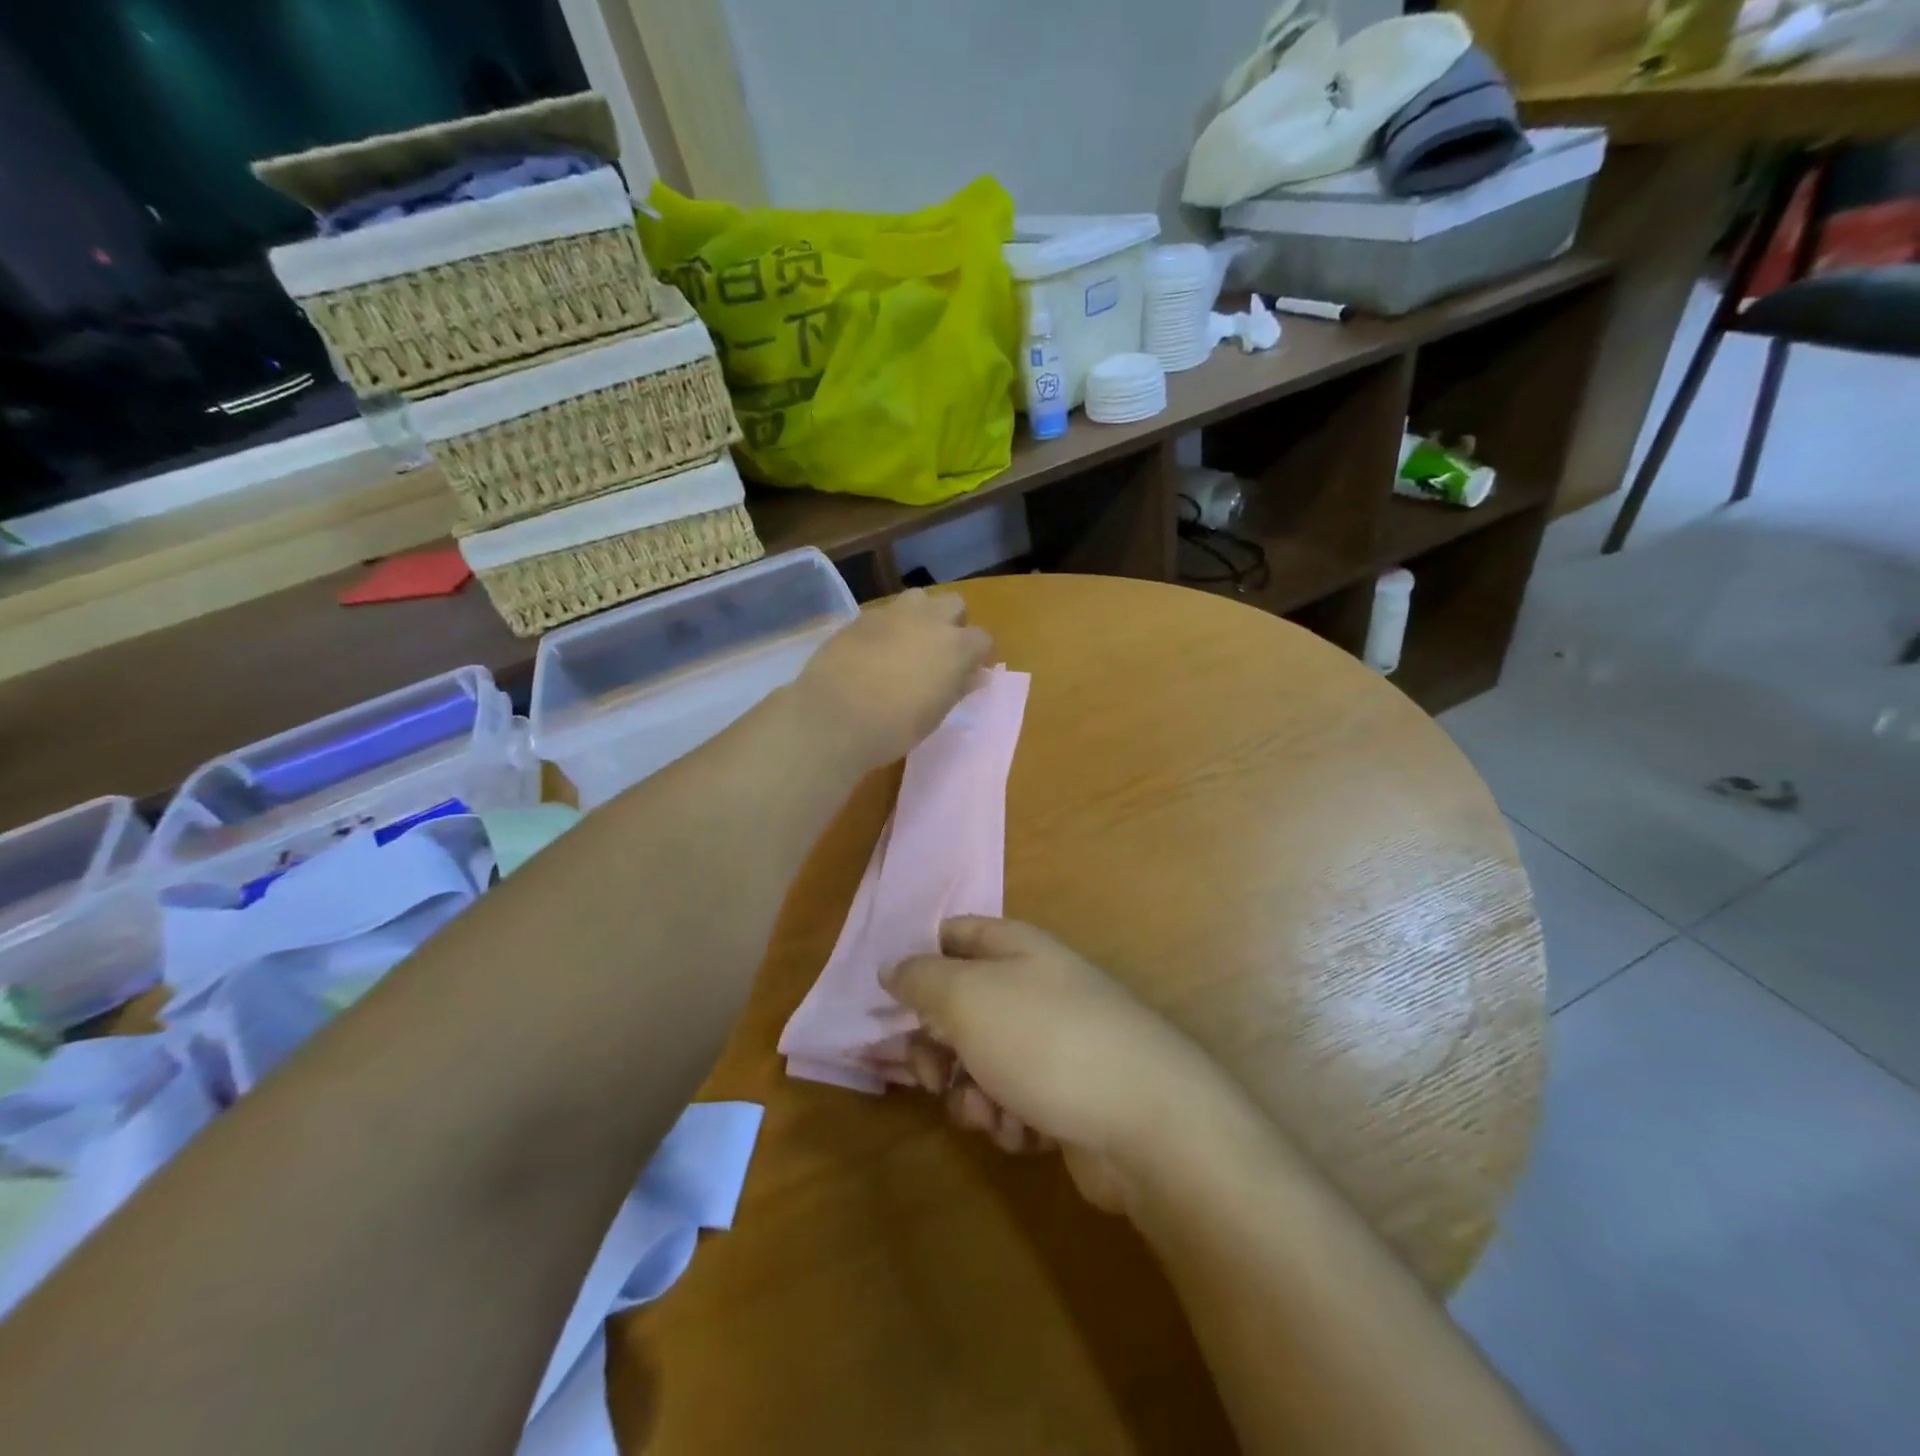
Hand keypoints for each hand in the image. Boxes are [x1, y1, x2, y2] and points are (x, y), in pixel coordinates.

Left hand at [795, 589, 993, 773]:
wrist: (833, 717)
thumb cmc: (894, 726)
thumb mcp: (935, 715)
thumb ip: (958, 688)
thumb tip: (976, 676)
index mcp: (956, 646)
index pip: (982, 638)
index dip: (978, 655)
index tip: (971, 672)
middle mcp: (929, 620)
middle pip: (953, 604)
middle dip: (953, 623)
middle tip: (941, 652)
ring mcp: (892, 614)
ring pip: (918, 598)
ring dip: (921, 615)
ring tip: (909, 643)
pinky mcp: (860, 618)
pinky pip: (885, 613)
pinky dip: (889, 627)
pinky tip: (876, 651)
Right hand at [883, 917, 1221, 1211]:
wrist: (1147, 1121)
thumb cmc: (1046, 1042)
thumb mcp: (967, 998)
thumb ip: (921, 979)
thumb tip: (892, 967)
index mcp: (1013, 947)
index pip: (952, 935)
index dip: (918, 965)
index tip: (893, 1007)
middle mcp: (1033, 987)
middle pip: (959, 1007)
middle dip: (936, 1048)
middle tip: (930, 1077)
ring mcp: (1052, 1042)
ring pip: (980, 1063)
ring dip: (972, 1094)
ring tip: (991, 1111)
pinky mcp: (1066, 1095)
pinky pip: (1013, 1101)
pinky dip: (1009, 1120)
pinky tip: (1026, 1132)